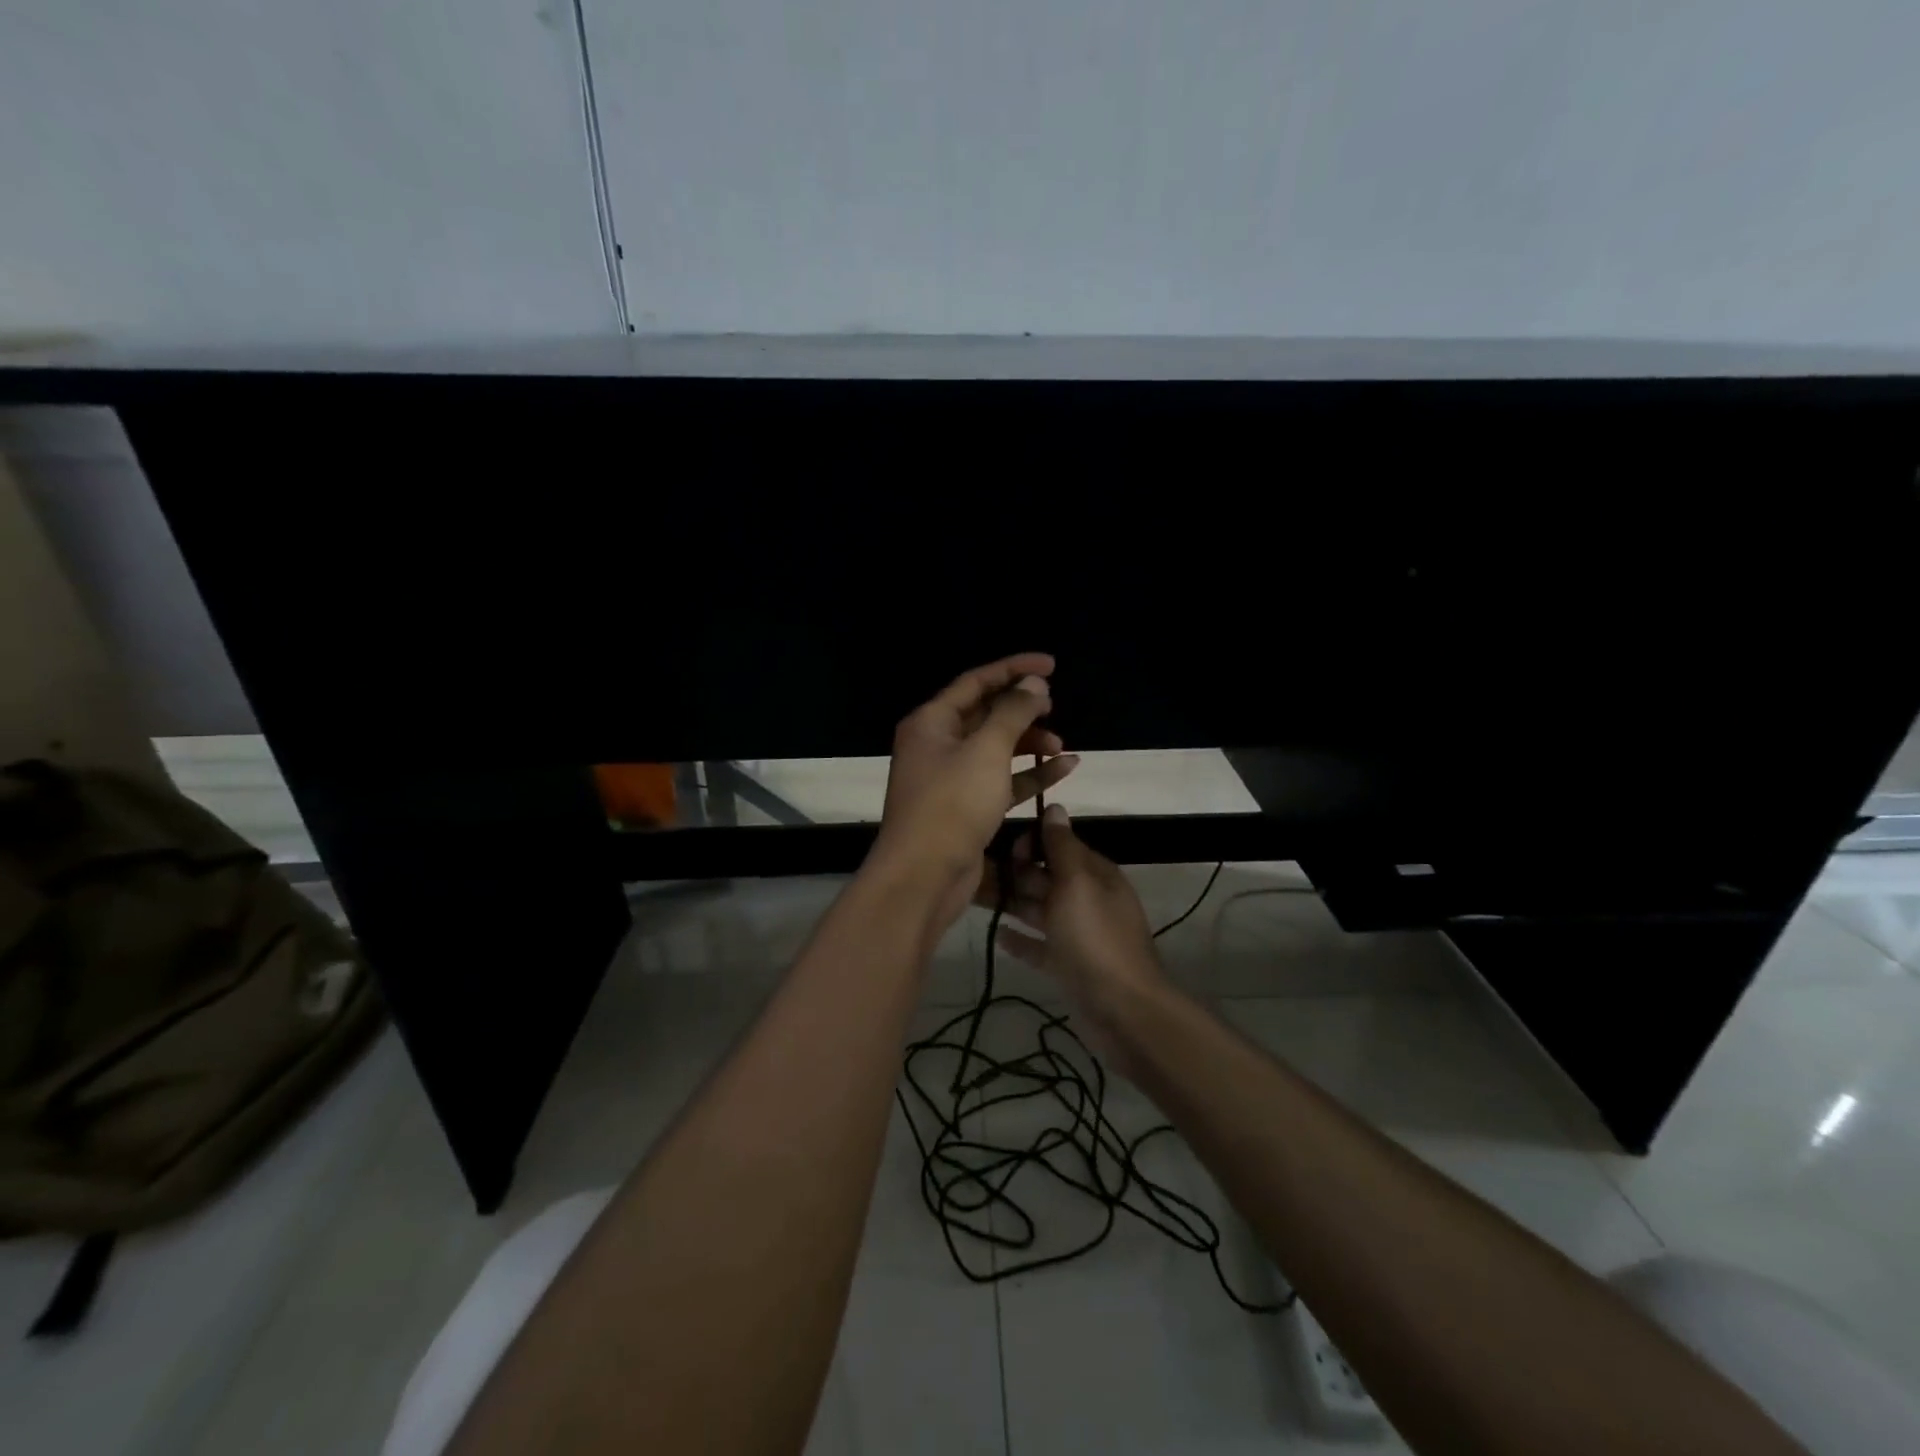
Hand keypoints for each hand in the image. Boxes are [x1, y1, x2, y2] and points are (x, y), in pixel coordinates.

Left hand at [873, 653, 1079, 931]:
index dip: (1013, 669)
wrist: (924, 876)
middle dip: (1022, 709)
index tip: (1051, 665)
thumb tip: (1033, 685)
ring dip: (1029, 744)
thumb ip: (1012, 713)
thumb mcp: (986, 751)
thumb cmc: (951, 804)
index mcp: (932, 722)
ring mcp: (951, 778)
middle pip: (985, 714)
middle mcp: (938, 745)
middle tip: (1054, 707)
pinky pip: (1002, 780)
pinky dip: (1030, 775)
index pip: (976, 682)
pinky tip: (1064, 769)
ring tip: (1063, 745)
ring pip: (996, 749)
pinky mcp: (966, 807)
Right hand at [982, 803, 1169, 1075]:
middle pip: (1046, 878)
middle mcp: (1087, 899)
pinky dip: (1020, 939)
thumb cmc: (1095, 939)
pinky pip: (1039, 945)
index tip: (1001, 846)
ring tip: (974, 898)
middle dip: (1015, 873)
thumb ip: (1062, 847)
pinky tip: (996, 935)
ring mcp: (1077, 934)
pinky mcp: (1067, 964)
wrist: (1122, 1010)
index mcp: (1095, 875)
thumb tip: (1056, 807)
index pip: (1060, 845)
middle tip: (976, 872)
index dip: (1031, 843)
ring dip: (1011, 903)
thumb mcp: (1077, 885)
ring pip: (1039, 910)